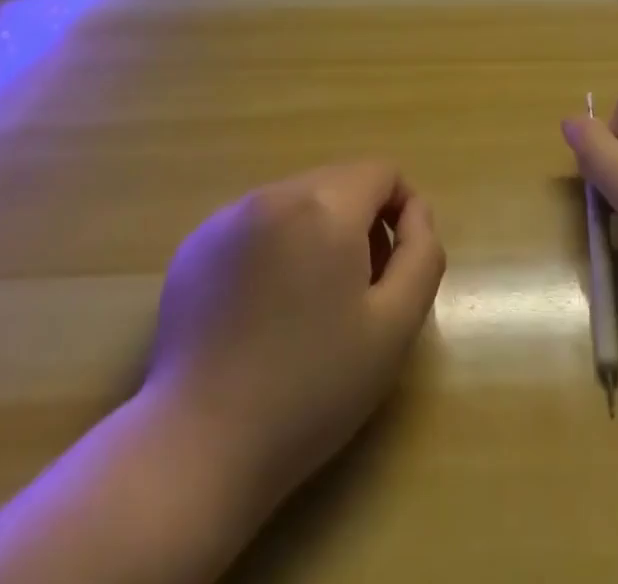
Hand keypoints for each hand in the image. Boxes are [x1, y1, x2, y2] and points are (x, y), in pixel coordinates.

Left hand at [141, 161, 445, 511]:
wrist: (200, 443)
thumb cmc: (311, 388)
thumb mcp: (394, 328)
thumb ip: (421, 254)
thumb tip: (415, 211)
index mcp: (325, 206)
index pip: (381, 173)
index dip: (401, 210)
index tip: (396, 265)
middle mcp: (275, 194)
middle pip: (337, 182)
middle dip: (359, 222)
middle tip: (356, 291)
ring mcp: (228, 216)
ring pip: (296, 200)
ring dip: (315, 232)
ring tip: (307, 303)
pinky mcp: (196, 244)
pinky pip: (254, 223)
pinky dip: (273, 246)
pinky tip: (262, 308)